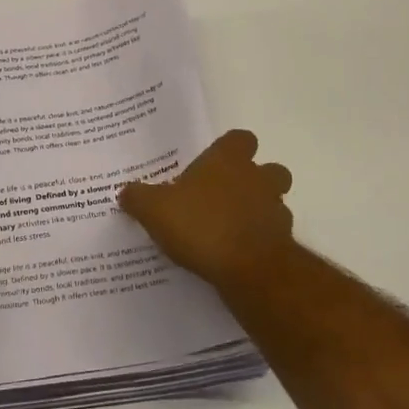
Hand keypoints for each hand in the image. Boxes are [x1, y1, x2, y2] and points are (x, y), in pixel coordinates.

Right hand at [118, 130, 293, 290]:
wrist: (249, 269)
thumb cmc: (202, 225)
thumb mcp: (155, 209)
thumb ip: (138, 198)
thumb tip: (125, 192)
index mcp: (228, 161)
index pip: (240, 139)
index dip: (230, 148)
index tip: (213, 163)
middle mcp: (257, 178)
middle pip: (269, 169)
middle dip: (253, 180)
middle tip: (225, 196)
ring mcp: (275, 210)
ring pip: (274, 202)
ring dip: (258, 211)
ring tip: (230, 228)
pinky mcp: (283, 242)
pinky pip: (272, 235)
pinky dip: (259, 241)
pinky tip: (236, 255)